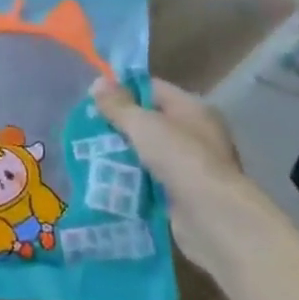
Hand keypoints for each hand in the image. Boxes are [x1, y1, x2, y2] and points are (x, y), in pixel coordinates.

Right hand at [90, 75, 269, 278]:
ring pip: (147, 153)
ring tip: (89, 154)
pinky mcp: (182, 194)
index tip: (93, 98)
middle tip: (86, 128)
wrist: (212, 218)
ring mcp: (190, 166)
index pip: (152, 89)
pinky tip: (106, 180)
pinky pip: (149, 180)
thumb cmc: (180, 159)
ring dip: (122, 154)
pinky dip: (130, 180)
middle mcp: (195, 134)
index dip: (123, 90)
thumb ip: (118, 104)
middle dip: (118, 125)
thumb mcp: (143, 124)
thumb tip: (97, 81)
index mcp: (192, 109)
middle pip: (149, 122)